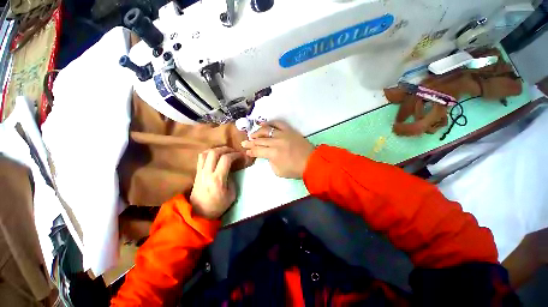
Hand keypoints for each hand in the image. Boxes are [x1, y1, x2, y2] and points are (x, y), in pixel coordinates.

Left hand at [190, 147, 244, 218]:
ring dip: (217, 149)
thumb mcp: (232, 194)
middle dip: (226, 149)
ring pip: (206, 153)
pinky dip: (209, 153)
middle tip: (234, 151)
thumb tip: (230, 170)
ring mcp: (200, 172)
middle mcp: (207, 173)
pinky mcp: (196, 173)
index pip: (226, 159)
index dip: (236, 154)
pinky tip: (216, 156)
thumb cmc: (218, 205)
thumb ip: (232, 179)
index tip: (242, 156)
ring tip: (225, 152)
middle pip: (214, 152)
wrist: (200, 213)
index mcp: (217, 179)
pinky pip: (201, 158)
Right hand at [241, 121, 313, 178]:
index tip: (246, 151)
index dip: (251, 151)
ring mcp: (282, 134)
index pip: (257, 151)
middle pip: (259, 140)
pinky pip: (278, 123)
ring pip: (266, 130)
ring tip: (252, 135)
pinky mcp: (289, 130)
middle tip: (244, 143)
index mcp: (273, 154)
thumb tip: (268, 155)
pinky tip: (263, 123)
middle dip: (250, 142)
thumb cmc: (295, 169)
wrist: (311, 162)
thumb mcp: (279, 171)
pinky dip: (270, 123)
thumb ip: (270, 162)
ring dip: (257, 132)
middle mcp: (276, 142)